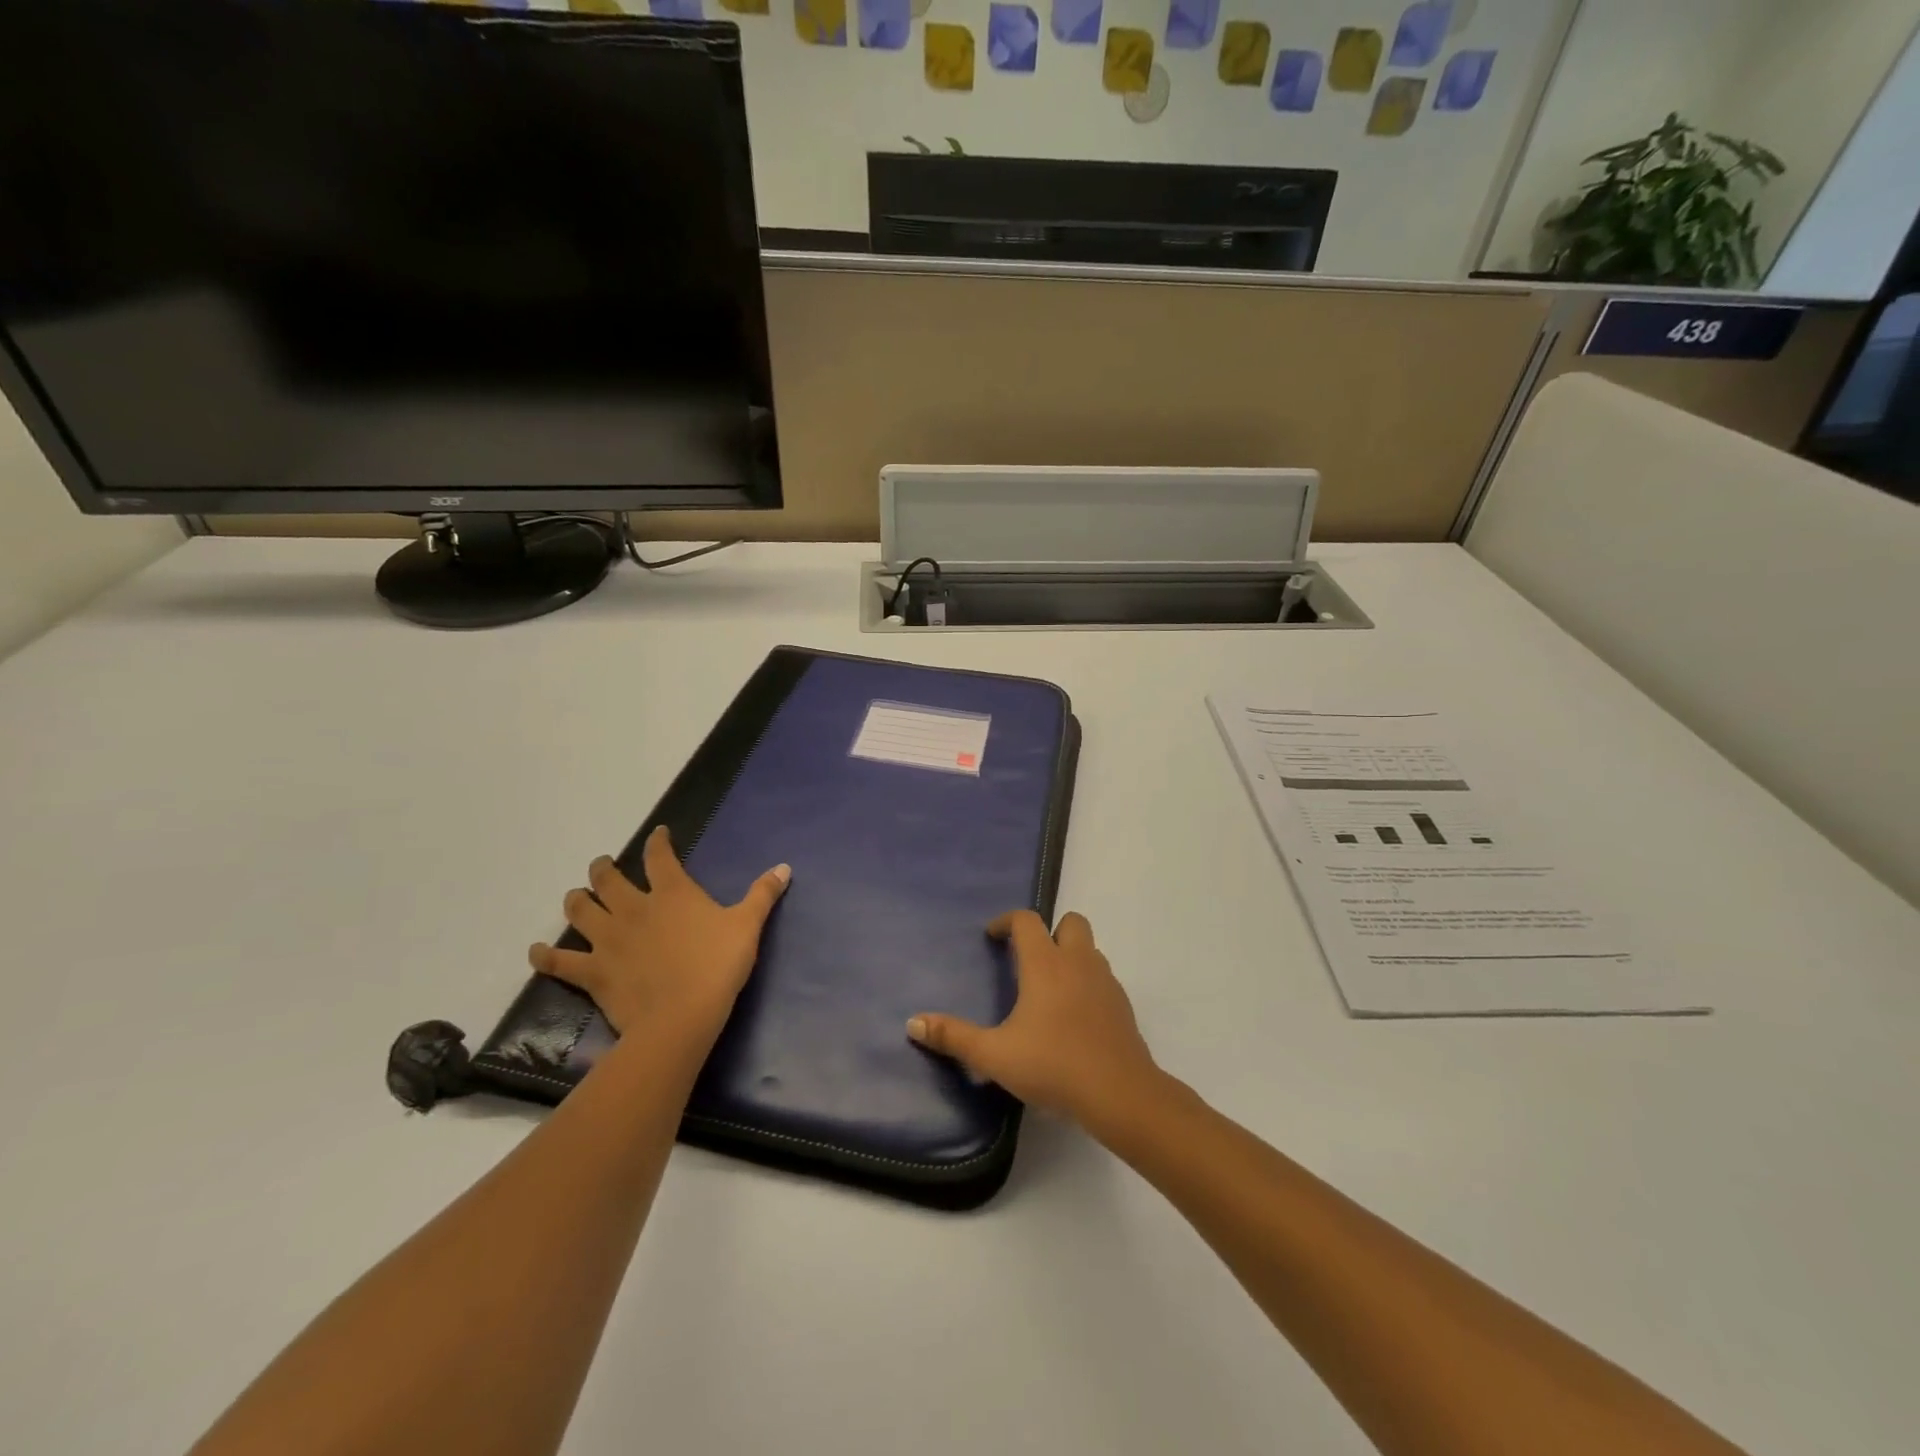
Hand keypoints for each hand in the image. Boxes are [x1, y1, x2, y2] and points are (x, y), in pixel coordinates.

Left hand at [529, 826, 790, 1040]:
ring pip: (580, 910)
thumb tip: (784, 867)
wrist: (681, 1016)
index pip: (660, 856)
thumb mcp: (748, 926)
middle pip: (608, 879)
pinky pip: (560, 962)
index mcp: (672, 893)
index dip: (659, 842)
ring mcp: (608, 939)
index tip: (658, 834)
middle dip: (604, 868)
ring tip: (577, 897)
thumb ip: (763, 894)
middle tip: (603, 866)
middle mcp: (634, 908)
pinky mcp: (592, 971)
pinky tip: (537, 952)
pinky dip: (546, 956)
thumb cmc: (717, 965)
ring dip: (577, 901)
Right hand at [907, 910, 1160, 1127]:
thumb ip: (953, 1037)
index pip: (1027, 921)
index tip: (992, 937)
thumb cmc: (1053, 1066)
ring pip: (1090, 949)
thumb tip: (913, 1023)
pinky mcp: (1123, 1005)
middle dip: (1050, 930)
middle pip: (1071, 922)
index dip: (1007, 921)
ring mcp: (1105, 982)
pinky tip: (1073, 1017)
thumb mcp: (994, 1055)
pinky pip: (1102, 978)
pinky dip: (1087, 983)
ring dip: (1070, 955)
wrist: (1119, 1094)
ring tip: (1049, 988)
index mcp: (1045, 964)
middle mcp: (1078, 962)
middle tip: (1029, 958)